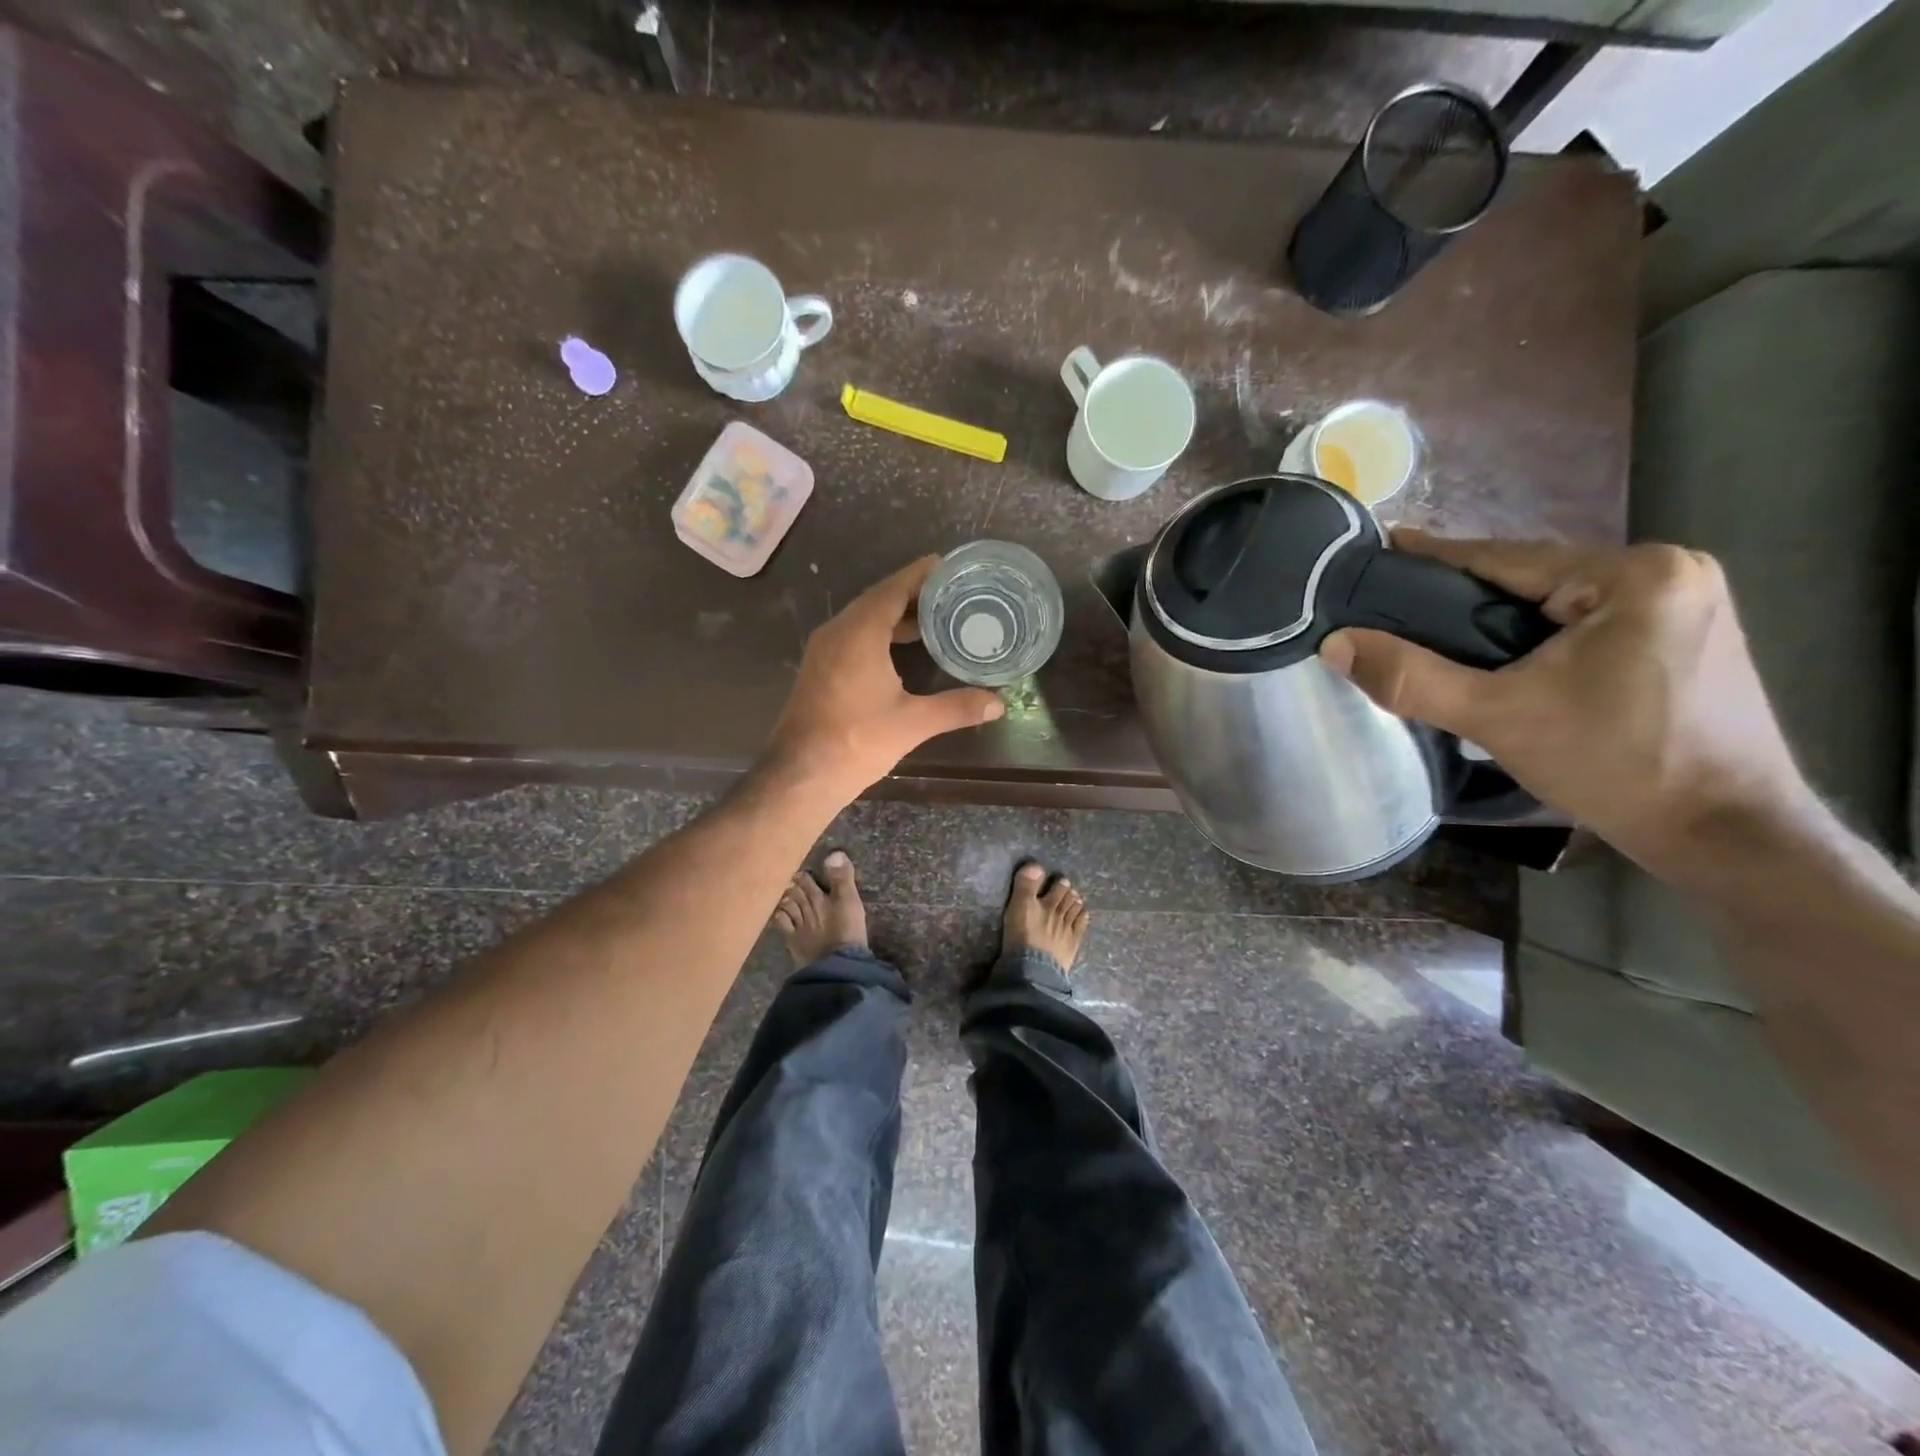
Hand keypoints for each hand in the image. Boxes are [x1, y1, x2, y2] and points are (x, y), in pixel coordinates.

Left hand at [766, 556, 1004, 798]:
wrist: (800, 774)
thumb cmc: (857, 741)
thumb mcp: (913, 723)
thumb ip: (957, 708)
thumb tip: (998, 704)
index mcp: (860, 633)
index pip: (893, 589)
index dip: (920, 575)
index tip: (946, 565)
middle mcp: (838, 631)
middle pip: (878, 599)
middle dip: (912, 593)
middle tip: (949, 592)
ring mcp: (824, 649)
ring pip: (863, 618)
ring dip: (895, 614)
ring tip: (933, 618)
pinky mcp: (819, 668)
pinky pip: (853, 635)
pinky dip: (879, 632)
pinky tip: (900, 648)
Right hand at [1318, 532, 1814, 882]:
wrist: (1726, 834)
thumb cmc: (1615, 766)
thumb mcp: (1497, 718)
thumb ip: (1412, 679)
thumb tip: (1337, 644)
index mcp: (1635, 574)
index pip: (1506, 558)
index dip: (1433, 559)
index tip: (1379, 550)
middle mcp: (1670, 571)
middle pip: (1532, 579)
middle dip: (1464, 600)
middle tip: (1398, 615)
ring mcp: (1687, 603)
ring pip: (1557, 604)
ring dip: (1499, 622)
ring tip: (1437, 643)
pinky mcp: (1686, 637)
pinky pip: (1586, 624)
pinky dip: (1537, 639)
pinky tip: (1503, 662)